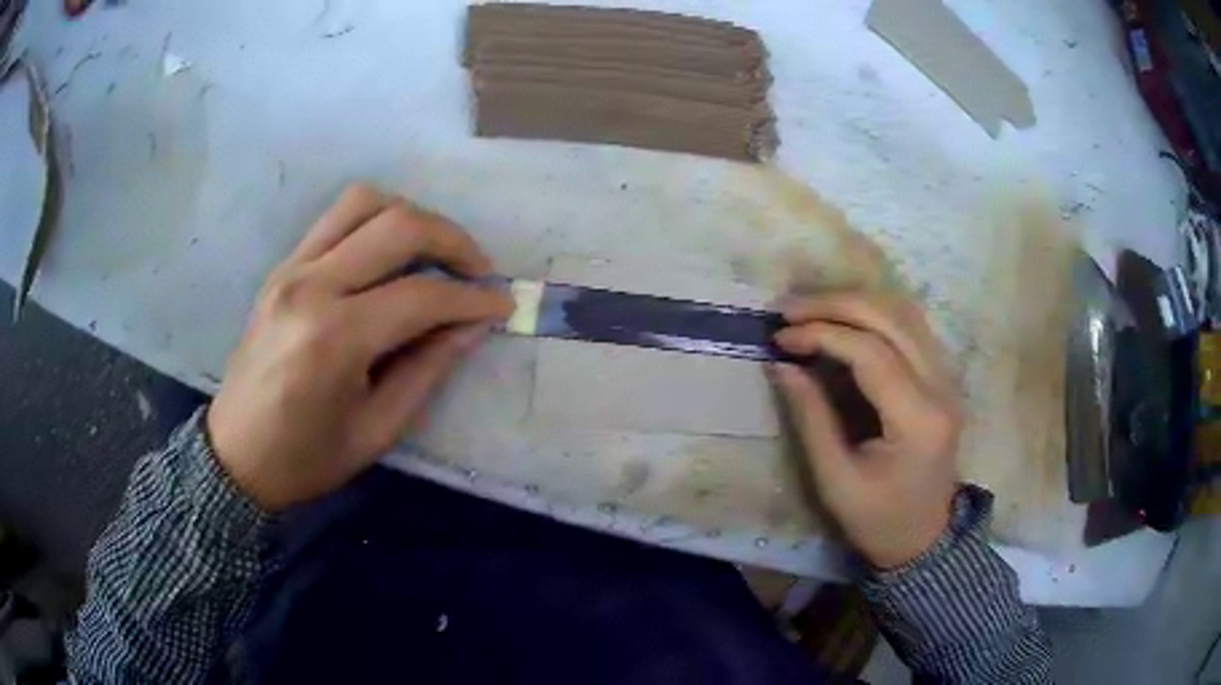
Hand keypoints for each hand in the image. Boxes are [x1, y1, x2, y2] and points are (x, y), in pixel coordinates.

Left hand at [207, 184, 513, 510]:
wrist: (236, 454)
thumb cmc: (306, 457)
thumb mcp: (377, 429)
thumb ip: (428, 369)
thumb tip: (473, 325)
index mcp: (334, 338)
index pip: (422, 295)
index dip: (472, 297)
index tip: (503, 304)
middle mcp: (311, 286)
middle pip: (398, 226)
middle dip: (453, 240)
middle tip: (478, 271)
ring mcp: (291, 268)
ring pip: (365, 202)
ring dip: (412, 217)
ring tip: (434, 252)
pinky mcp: (282, 266)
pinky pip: (336, 218)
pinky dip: (375, 220)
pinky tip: (390, 254)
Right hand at [771, 293, 961, 568]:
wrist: (925, 537)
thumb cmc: (878, 520)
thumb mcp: (835, 479)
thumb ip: (811, 417)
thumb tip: (782, 363)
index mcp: (918, 420)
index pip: (872, 352)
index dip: (822, 334)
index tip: (780, 338)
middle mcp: (941, 387)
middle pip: (892, 318)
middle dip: (836, 303)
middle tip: (788, 309)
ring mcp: (948, 378)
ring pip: (905, 312)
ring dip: (855, 301)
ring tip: (810, 308)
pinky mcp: (943, 376)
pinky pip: (910, 326)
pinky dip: (873, 314)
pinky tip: (843, 319)